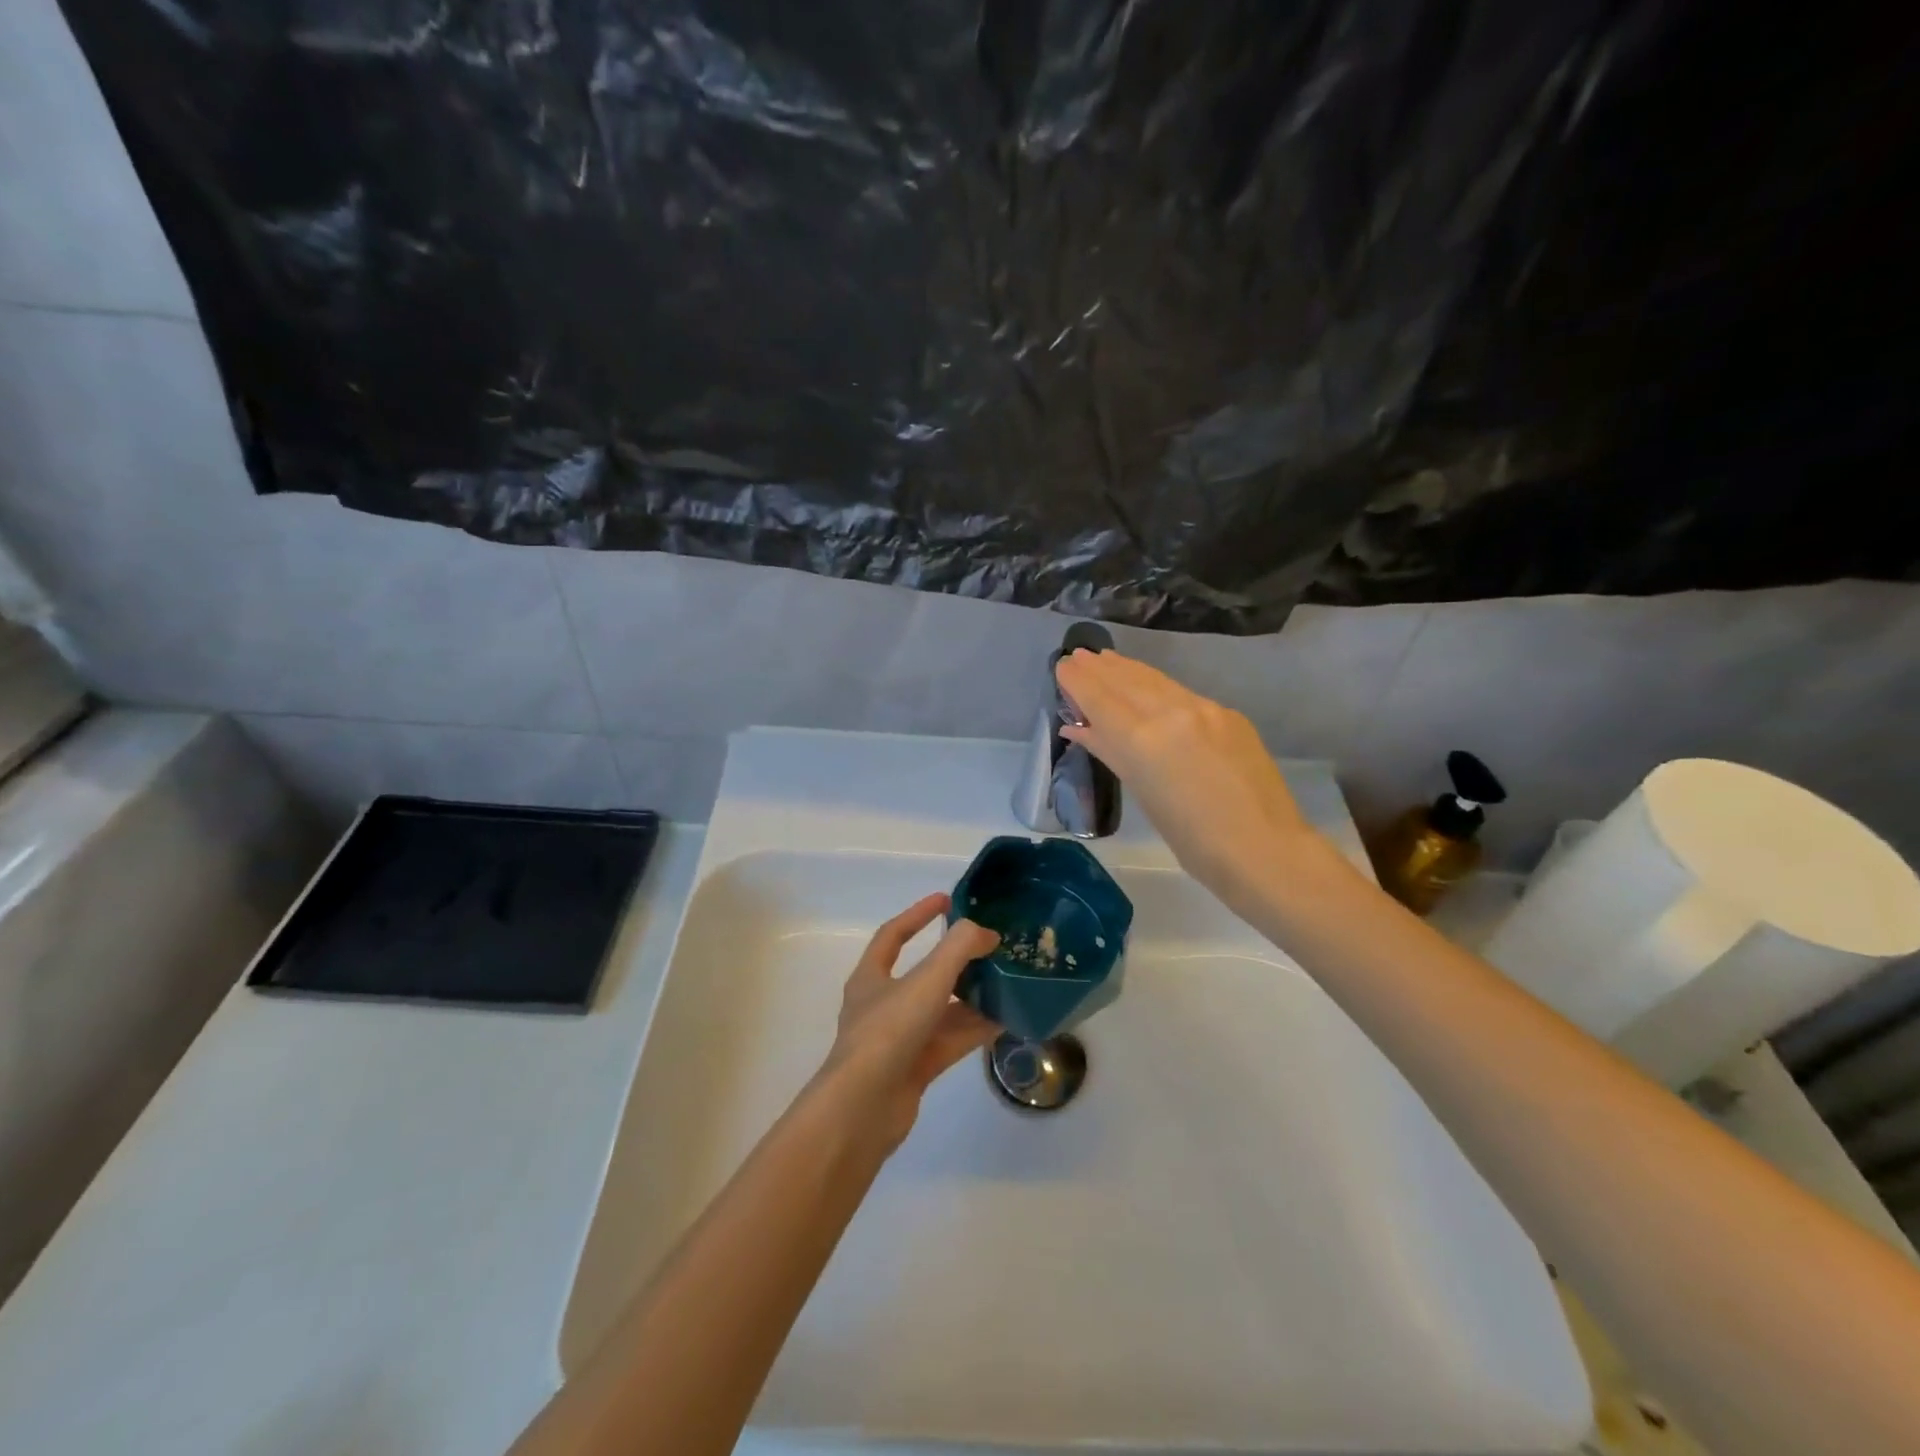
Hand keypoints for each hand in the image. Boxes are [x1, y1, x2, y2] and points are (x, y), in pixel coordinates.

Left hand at [816, 894, 1000, 1151]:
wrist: (863, 1109)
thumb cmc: (888, 1032)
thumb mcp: (926, 980)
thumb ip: (959, 949)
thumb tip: (986, 933)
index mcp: (871, 977)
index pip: (893, 935)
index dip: (918, 914)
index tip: (947, 900)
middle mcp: (882, 1005)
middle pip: (923, 974)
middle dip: (956, 961)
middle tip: (989, 948)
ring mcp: (899, 1039)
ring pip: (941, 1010)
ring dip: (971, 996)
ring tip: (1006, 982)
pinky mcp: (916, 1068)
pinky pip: (950, 1040)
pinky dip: (974, 1029)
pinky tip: (1005, 1020)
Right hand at [1056, 649, 1315, 908]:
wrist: (1265, 849)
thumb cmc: (1193, 840)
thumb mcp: (1143, 794)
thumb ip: (1110, 752)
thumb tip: (1077, 728)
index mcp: (1142, 739)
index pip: (1100, 698)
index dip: (1078, 680)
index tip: (1062, 664)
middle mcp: (1171, 712)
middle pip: (1127, 682)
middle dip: (1100, 668)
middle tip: (1078, 655)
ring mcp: (1204, 709)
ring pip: (1156, 681)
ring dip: (1127, 669)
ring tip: (1107, 659)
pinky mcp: (1229, 714)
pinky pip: (1182, 692)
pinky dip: (1157, 685)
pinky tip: (1150, 686)